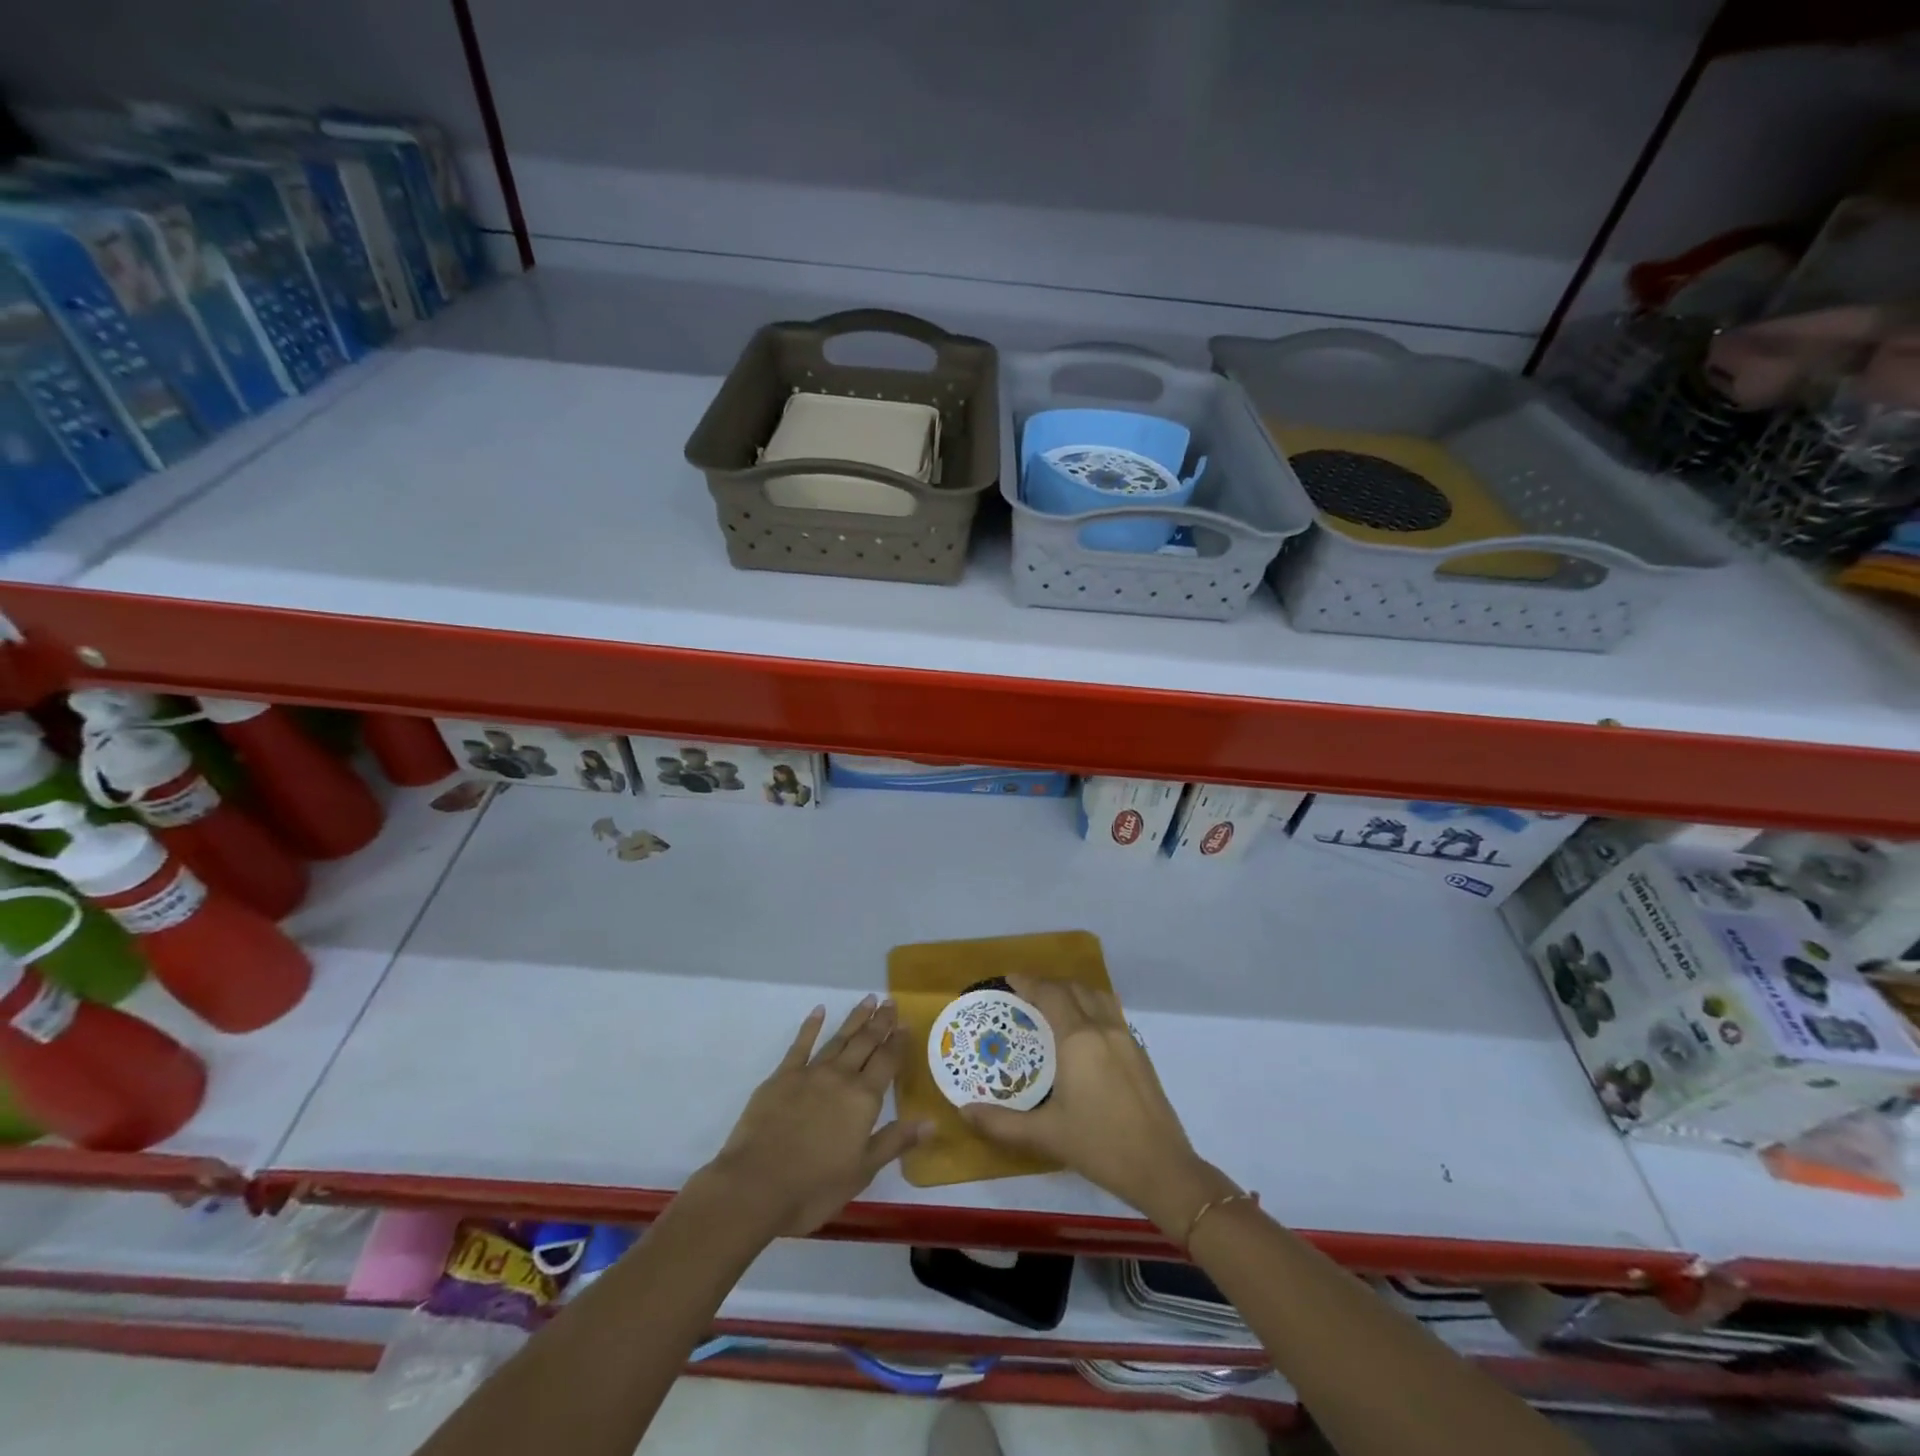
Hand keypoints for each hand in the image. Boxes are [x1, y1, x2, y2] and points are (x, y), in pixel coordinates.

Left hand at [707, 996, 928, 1236]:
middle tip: (890, 1001)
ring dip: (855, 1019)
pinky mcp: (782, 1077)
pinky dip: (811, 1026)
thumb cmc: (814, 1187)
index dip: (898, 1042)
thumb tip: (931, 1121)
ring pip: (839, 1039)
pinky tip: (819, 1011)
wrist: (755, 1185)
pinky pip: (801, 1045)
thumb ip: (895, 1141)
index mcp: (864, 1099)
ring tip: (868, 1000)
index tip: (906, 1023)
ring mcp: (810, 1073)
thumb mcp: (862, 1171)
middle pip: (865, 1043)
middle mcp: (841, 1077)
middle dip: (880, 1022)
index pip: (887, 1062)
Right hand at [961, 975, 1234, 1237]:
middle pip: (1074, 988)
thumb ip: (1001, 1123)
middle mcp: (1102, 1029)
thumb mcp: (1045, 1136)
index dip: (1029, 982)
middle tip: (1025, 993)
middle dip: (1048, 984)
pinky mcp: (1140, 1053)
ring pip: (1097, 996)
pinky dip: (1091, 1006)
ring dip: (1073, 991)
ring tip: (1053, 1004)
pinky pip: (1111, 1012)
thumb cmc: (1100, 1146)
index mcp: (1078, 1039)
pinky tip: (1083, 1030)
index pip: (1050, 994)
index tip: (1009, 978)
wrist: (1162, 1169)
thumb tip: (964, 1111)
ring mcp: (1126, 1038)